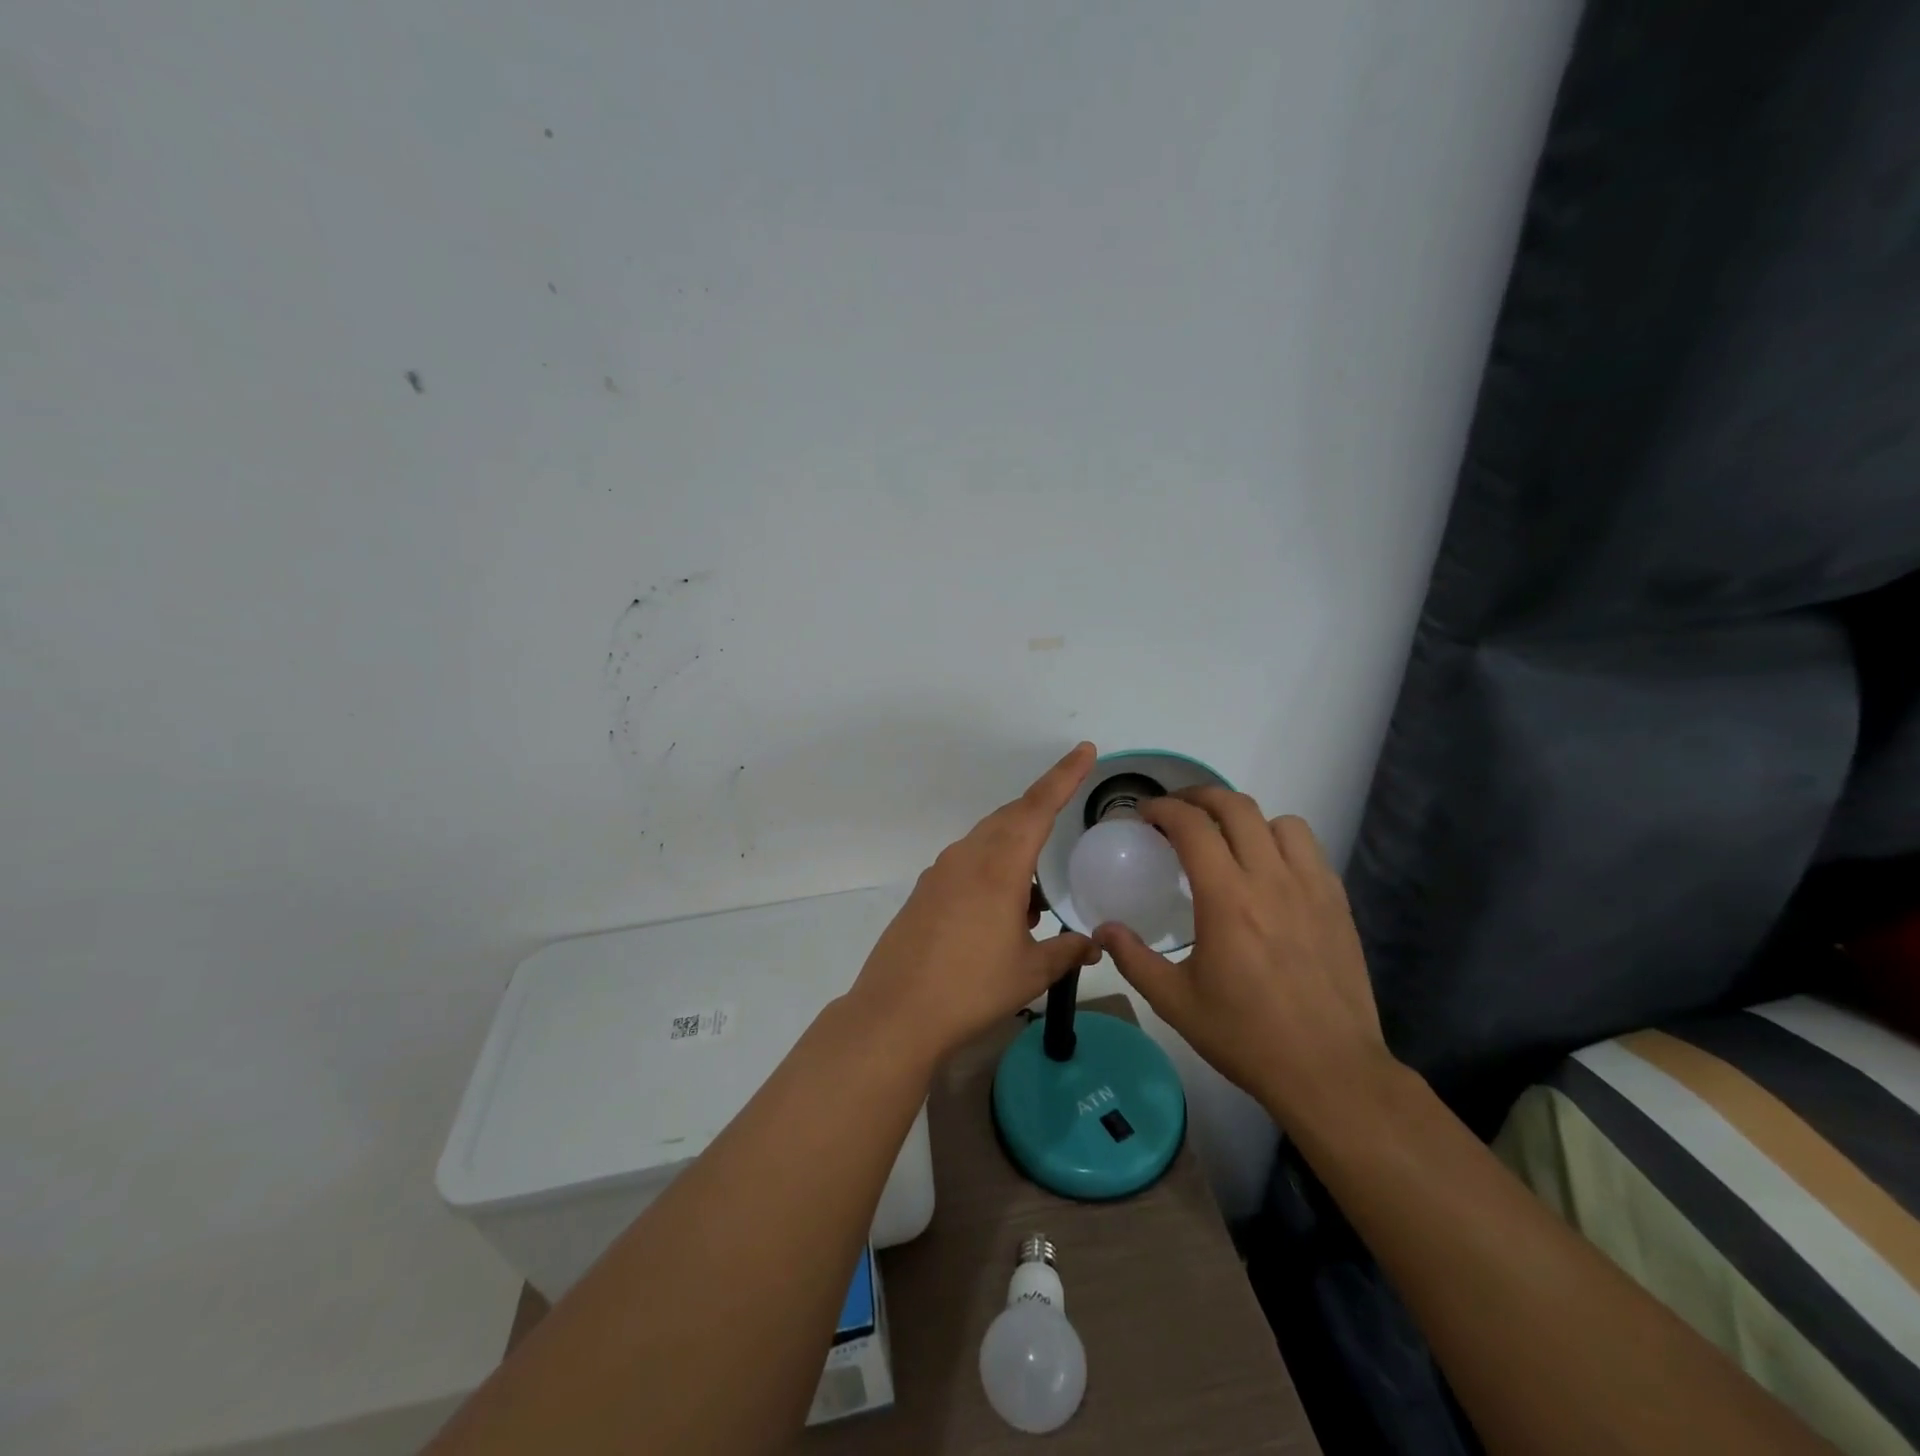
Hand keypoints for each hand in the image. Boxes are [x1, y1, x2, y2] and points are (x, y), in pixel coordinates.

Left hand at [849, 743, 1101, 1063]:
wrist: (897, 1012)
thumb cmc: (972, 988)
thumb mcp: (1030, 971)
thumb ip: (1067, 952)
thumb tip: (1093, 945)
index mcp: (999, 866)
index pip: (1038, 806)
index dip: (1064, 776)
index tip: (1085, 750)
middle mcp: (968, 857)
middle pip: (1011, 817)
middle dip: (1041, 811)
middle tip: (1067, 813)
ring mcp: (941, 872)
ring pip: (987, 841)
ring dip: (1016, 851)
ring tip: (1036, 897)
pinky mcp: (925, 891)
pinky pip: (968, 864)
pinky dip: (993, 872)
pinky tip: (1003, 911)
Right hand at [1094, 788, 1393, 1133]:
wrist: (1329, 1071)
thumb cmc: (1246, 1036)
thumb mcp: (1175, 1002)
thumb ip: (1133, 958)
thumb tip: (1102, 928)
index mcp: (1226, 899)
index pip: (1192, 826)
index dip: (1163, 808)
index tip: (1145, 814)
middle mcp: (1270, 880)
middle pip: (1236, 807)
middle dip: (1199, 797)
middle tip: (1177, 812)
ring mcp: (1311, 888)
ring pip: (1280, 822)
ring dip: (1246, 820)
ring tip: (1228, 841)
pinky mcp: (1338, 904)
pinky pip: (1310, 850)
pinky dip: (1282, 843)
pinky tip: (1269, 873)